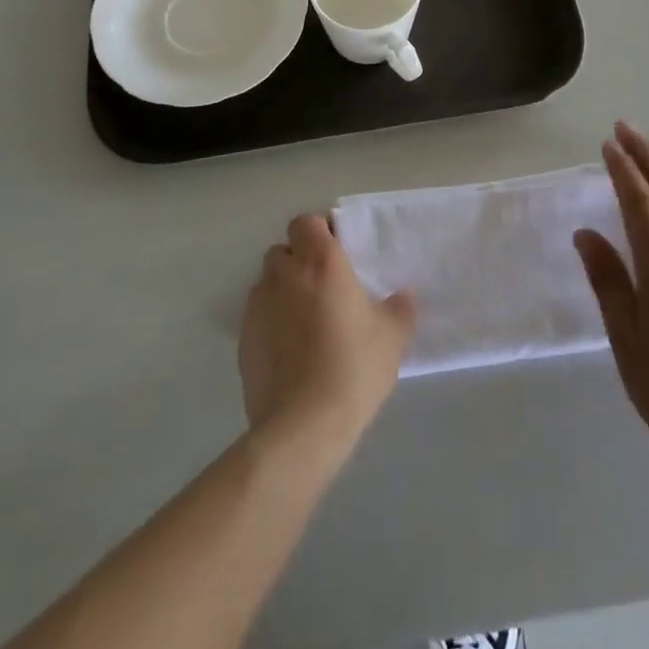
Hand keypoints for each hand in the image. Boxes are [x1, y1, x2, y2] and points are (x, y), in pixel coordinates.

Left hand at [240, 214, 415, 455]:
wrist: (302, 426)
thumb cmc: (353, 368)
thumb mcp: (392, 338)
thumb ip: (400, 309)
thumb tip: (406, 295)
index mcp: (321, 262)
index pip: (307, 223)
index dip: (319, 232)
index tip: (338, 251)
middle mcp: (285, 274)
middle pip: (284, 250)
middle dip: (300, 261)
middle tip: (324, 286)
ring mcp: (259, 306)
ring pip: (268, 282)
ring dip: (284, 290)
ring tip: (306, 319)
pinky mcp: (243, 338)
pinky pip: (258, 315)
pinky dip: (271, 321)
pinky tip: (290, 349)